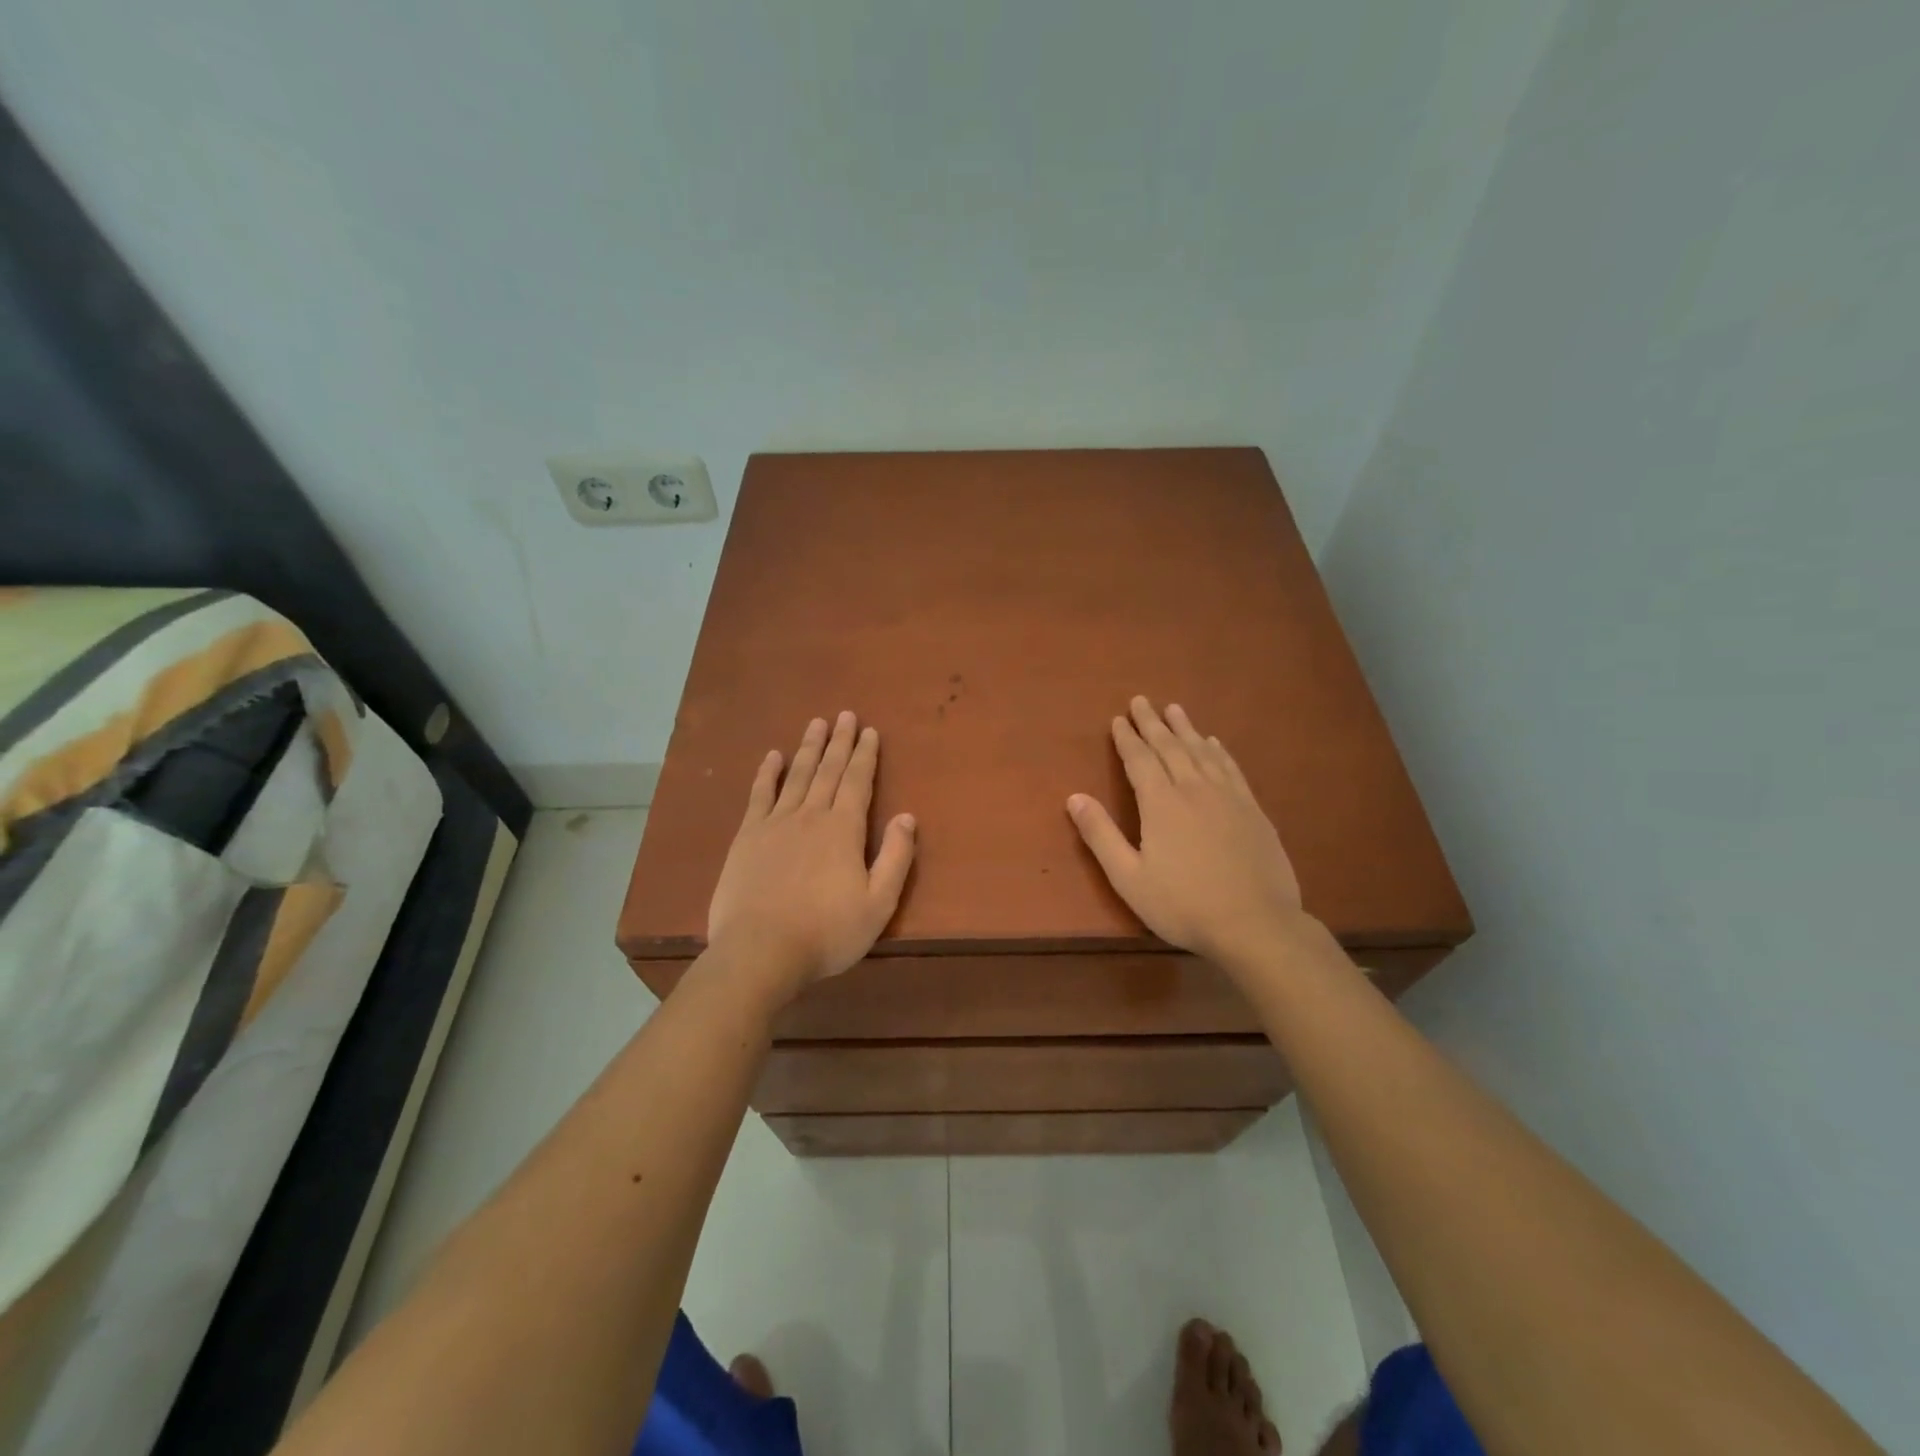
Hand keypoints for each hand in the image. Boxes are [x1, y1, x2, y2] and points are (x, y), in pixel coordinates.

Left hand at [707, 711, 915, 999]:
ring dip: (808, 748)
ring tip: (816, 724)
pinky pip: (760, 795)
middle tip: (845, 715)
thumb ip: (896, 857)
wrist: (761, 950)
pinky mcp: (747, 837)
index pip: (858, 781)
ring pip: (796, 775)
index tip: (869, 731)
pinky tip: (772, 756)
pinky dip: (767, 773)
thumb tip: (907, 816)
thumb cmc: (827, 932)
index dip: (865, 755)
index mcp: (844, 829)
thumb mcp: (878, 903)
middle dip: (839, 742)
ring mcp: (776, 823)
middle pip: (828, 770)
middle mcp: (811, 815)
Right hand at [1067, 697, 1303, 970]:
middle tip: (1141, 701)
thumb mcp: (1129, 878)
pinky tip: (1214, 743)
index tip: (1118, 719)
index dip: (1127, 739)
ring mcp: (1228, 796)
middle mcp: (1193, 789)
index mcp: (1161, 803)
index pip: (1139, 760)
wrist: (1256, 924)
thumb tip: (1074, 797)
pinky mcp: (1252, 809)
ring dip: (1185, 728)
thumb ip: (1101, 836)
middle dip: (1152, 723)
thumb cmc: (1184, 905)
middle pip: (1170, 747)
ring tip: (1174, 709)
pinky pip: (1230, 767)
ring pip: (1201, 751)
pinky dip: (1218, 751)